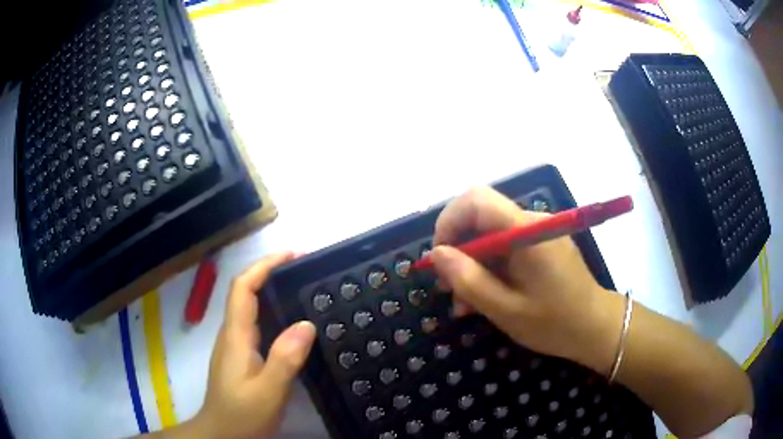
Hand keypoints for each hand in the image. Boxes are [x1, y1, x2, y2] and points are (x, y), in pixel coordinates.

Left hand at [192, 252, 316, 438]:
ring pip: (251, 309)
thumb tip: (306, 323)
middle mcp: (232, 334)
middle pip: (246, 293)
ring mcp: (235, 346)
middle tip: (304, 271)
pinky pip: (257, 326)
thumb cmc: (242, 414)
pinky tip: (293, 326)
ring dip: (273, 292)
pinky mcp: (241, 357)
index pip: (243, 287)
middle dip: (271, 273)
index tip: (292, 255)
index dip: (264, 265)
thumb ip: (285, 359)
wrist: (222, 433)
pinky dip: (274, 314)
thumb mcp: (268, 391)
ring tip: (303, 291)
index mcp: (236, 336)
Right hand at [431, 187, 622, 373]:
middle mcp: (532, 221)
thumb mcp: (506, 310)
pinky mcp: (541, 244)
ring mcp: (538, 232)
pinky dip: (490, 268)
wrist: (597, 328)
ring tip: (465, 304)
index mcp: (526, 231)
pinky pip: (506, 246)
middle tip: (449, 289)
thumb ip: (469, 280)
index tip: (440, 259)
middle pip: (480, 217)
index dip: (449, 222)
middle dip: (458, 250)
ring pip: (490, 234)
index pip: (476, 199)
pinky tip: (486, 297)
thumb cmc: (555, 323)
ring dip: (472, 264)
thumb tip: (437, 254)